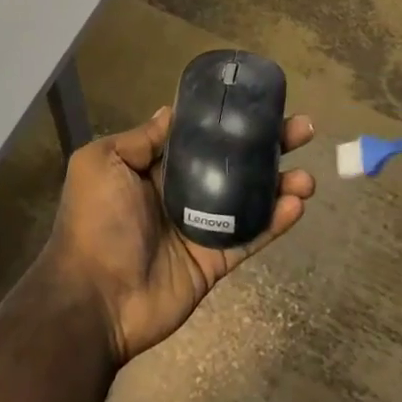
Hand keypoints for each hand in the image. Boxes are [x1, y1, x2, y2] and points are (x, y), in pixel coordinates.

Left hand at [44, 107, 315, 365]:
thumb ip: (140, 138)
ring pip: (248, 199)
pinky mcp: (214, 261)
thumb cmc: (95, 221)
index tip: (258, 103)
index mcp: (152, 168)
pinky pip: (249, 237)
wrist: (94, 298)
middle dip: (266, 145)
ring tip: (308, 175)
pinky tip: (297, 203)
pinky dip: (275, 222)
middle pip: (231, 163)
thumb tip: (171, 110)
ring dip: (279, 184)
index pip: (198, 137)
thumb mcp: (102, 162)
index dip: (227, 120)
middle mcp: (179, 193)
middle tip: (301, 129)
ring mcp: (200, 228)